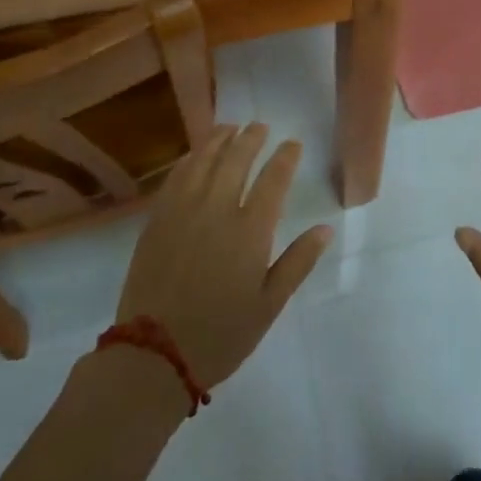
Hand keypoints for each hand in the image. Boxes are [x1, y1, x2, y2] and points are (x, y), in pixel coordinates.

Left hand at [115, 123, 331, 391]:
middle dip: (251, 138)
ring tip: (229, 127)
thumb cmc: (221, 334)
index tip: (293, 144)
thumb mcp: (269, 305)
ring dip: (218, 140)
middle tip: (260, 126)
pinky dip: (189, 159)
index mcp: (250, 231)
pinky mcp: (156, 221)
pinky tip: (195, 155)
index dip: (285, 157)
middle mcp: (216, 210)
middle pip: (236, 160)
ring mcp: (182, 212)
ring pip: (202, 162)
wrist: (154, 354)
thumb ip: (298, 262)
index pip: (273, 180)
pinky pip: (175, 178)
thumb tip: (325, 229)